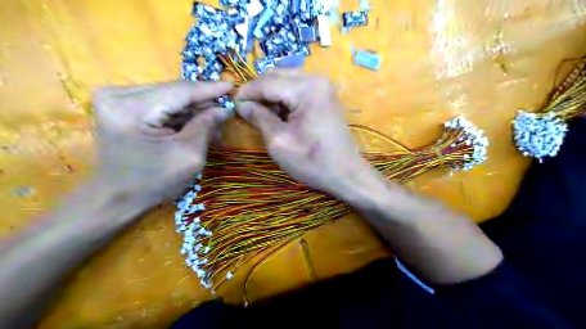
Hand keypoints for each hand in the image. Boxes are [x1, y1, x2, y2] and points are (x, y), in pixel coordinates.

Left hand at [92, 80, 231, 207]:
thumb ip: (206, 126)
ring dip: (193, 109)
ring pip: (169, 96)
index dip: (210, 89)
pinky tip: (195, 124)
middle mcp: (118, 94)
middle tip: (226, 113)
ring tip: (213, 124)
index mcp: (131, 109)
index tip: (233, 86)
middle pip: (174, 91)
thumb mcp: (188, 156)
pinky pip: (160, 103)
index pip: (180, 90)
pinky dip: (179, 114)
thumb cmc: (153, 182)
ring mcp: (116, 97)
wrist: (116, 197)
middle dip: (203, 103)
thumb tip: (224, 109)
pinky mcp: (120, 104)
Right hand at [234, 71, 369, 200]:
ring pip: (285, 80)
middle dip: (258, 93)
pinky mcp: (324, 95)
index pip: (265, 82)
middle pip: (275, 76)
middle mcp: (316, 79)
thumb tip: (241, 104)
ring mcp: (322, 86)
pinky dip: (284, 98)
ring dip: (271, 95)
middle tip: (248, 113)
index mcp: (306, 88)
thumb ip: (258, 118)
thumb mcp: (279, 142)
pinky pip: (296, 88)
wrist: (345, 173)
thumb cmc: (312, 162)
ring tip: (265, 117)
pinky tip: (281, 116)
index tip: (233, 107)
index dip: (246, 94)